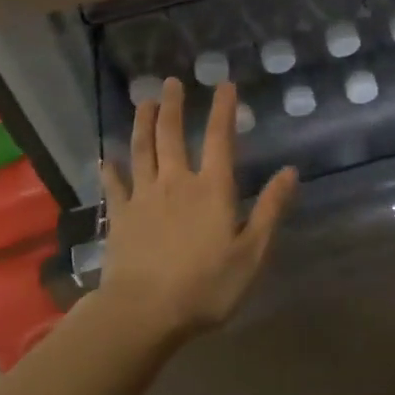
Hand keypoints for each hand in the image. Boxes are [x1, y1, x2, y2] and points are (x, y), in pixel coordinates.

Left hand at [99, 78, 297, 344]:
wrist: (144, 313)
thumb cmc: (205, 286)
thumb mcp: (251, 253)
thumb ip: (270, 210)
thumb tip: (291, 172)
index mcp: (212, 189)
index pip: (219, 139)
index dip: (222, 109)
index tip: (224, 84)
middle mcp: (176, 182)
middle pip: (172, 135)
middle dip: (173, 106)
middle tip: (171, 82)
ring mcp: (143, 197)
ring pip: (141, 151)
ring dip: (143, 124)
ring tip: (143, 101)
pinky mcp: (120, 217)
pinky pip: (114, 186)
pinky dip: (109, 170)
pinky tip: (104, 158)